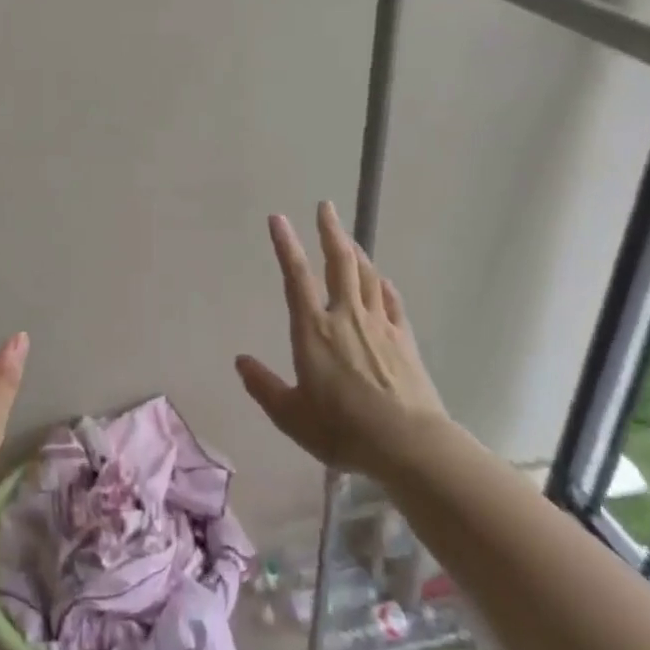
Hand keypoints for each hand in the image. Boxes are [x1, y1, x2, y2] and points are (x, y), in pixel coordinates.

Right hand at [235, 201, 449, 479]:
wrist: (408, 443)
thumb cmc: (342, 430)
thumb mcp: (291, 416)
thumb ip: (263, 386)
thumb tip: (241, 361)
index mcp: (314, 331)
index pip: (296, 276)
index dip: (285, 244)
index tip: (278, 218)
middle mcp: (346, 317)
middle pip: (340, 262)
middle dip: (330, 231)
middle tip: (326, 206)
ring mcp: (379, 325)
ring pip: (366, 275)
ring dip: (355, 251)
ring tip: (347, 237)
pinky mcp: (404, 339)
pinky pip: (391, 300)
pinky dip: (382, 284)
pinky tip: (380, 280)